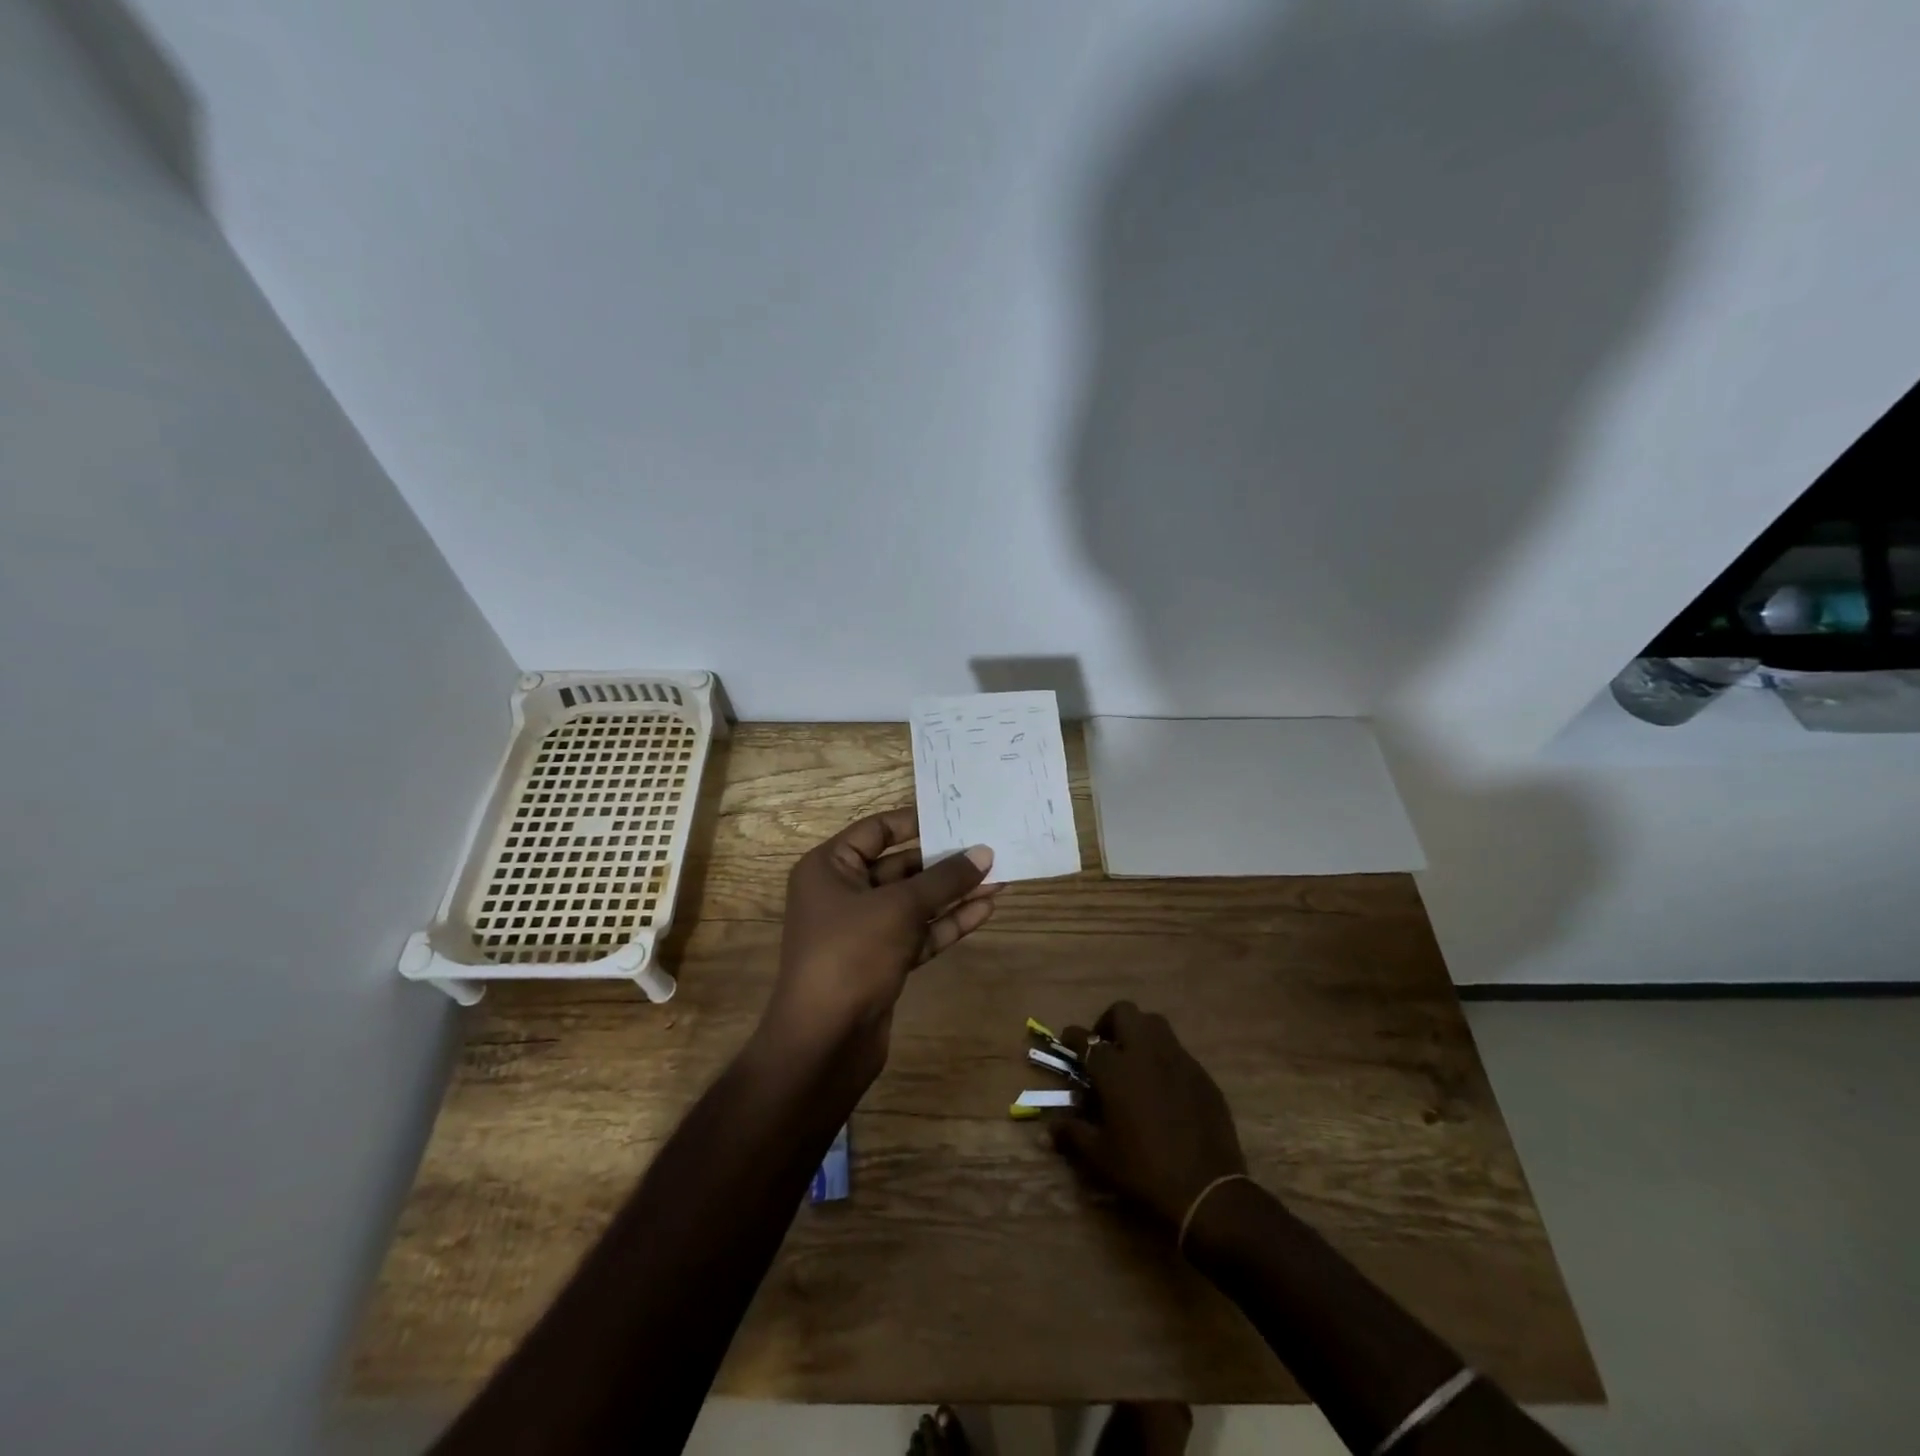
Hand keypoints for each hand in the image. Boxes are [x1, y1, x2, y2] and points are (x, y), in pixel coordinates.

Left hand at [763, 808, 998, 1083]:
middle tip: (989, 847)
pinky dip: (948, 921)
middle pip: (900, 866)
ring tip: (999, 877)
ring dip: (954, 892)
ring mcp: (863, 930)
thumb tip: (984, 852)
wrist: (824, 1042)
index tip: (956, 816)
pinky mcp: (882, 961)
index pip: (876, 830)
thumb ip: (944, 879)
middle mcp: (843, 893)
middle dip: (944, 861)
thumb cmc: (851, 955)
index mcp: (829, 868)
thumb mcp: (900, 908)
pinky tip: (985, 909)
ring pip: (914, 902)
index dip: (916, 821)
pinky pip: (919, 932)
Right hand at [1051, 1001, 1247, 1230]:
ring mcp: (1177, 1060)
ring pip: (1155, 1024)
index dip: (1072, 1037)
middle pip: (1124, 1013)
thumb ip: (1073, 1133)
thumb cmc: (1144, 1171)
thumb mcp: (1100, 1156)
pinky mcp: (1201, 1074)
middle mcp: (1145, 1053)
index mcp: (1115, 1070)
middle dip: (1109, 1022)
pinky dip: (1163, 1058)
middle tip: (1105, 1046)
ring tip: (1134, 1059)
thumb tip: (1050, 1128)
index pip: (1086, 1039)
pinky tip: (1163, 1086)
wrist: (1206, 1190)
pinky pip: (1177, 1051)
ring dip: (1139, 1032)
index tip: (1068, 1041)